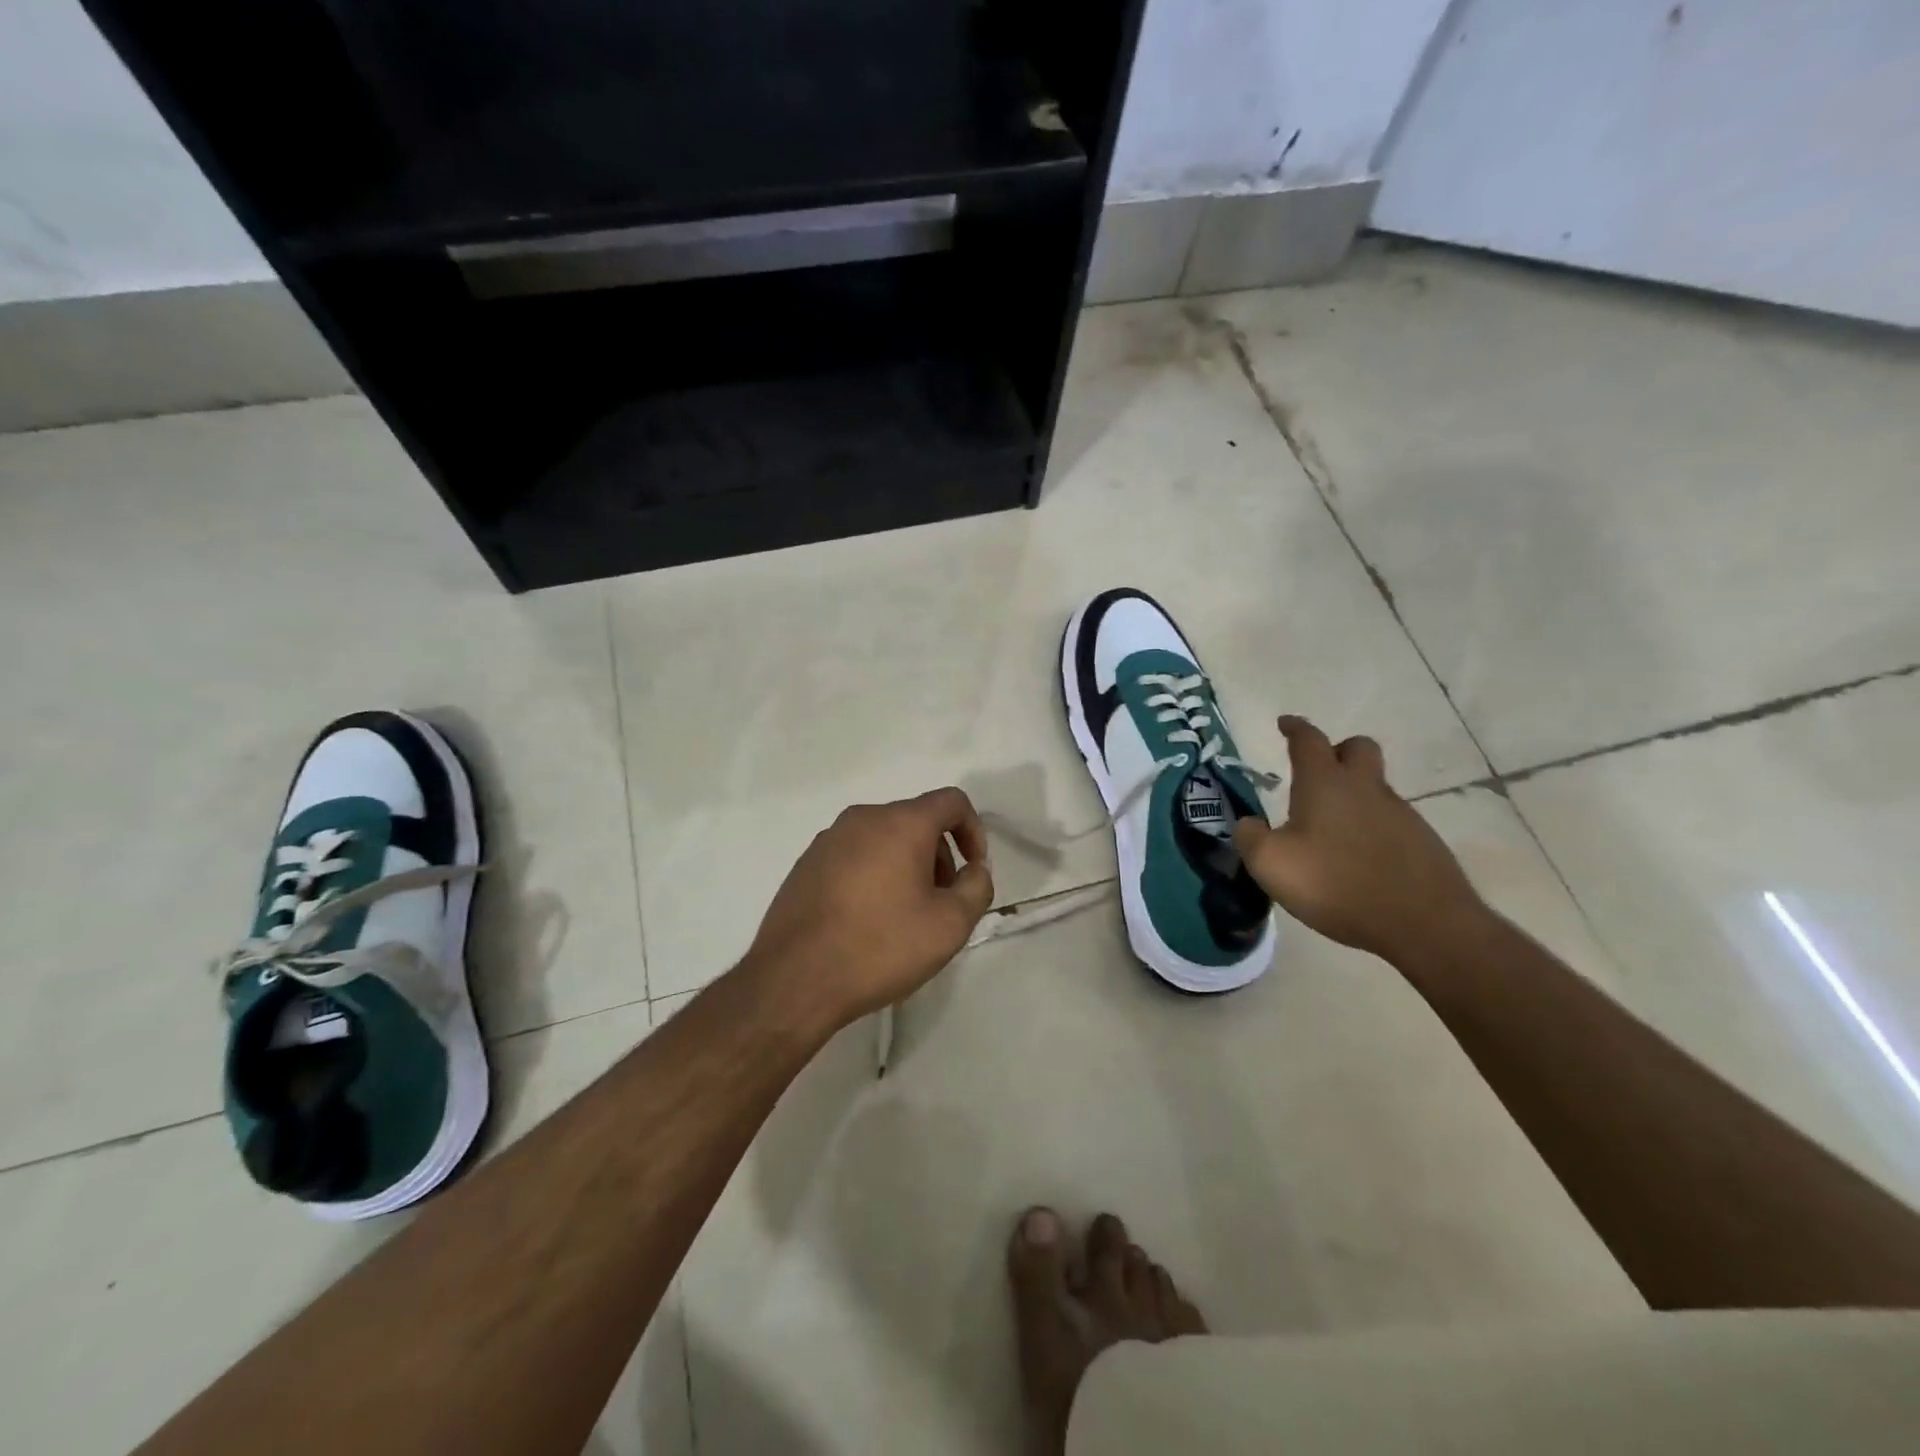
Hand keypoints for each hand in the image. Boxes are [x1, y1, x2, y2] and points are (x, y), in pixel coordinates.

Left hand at [746, 787, 994, 1027]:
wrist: (794, 980)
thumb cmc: (880, 947)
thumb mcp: (949, 925)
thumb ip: (977, 888)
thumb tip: (975, 869)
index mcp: (900, 823)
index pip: (951, 801)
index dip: (973, 831)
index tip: (973, 871)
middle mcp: (863, 819)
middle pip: (916, 821)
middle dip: (939, 856)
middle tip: (941, 903)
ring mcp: (828, 839)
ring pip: (884, 839)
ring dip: (906, 867)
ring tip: (904, 917)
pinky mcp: (806, 863)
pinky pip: (855, 856)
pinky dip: (874, 875)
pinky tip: (867, 921)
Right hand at [1232, 716, 1488, 964]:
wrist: (1423, 923)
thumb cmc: (1336, 883)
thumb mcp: (1271, 864)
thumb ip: (1250, 838)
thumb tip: (1247, 823)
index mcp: (1326, 784)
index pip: (1309, 740)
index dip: (1295, 728)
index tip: (1285, 723)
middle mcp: (1366, 788)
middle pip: (1357, 748)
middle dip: (1337, 750)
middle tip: (1317, 770)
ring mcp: (1400, 814)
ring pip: (1374, 787)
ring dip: (1353, 794)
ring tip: (1329, 828)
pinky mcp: (1421, 842)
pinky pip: (1389, 820)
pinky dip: (1369, 827)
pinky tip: (1356, 857)